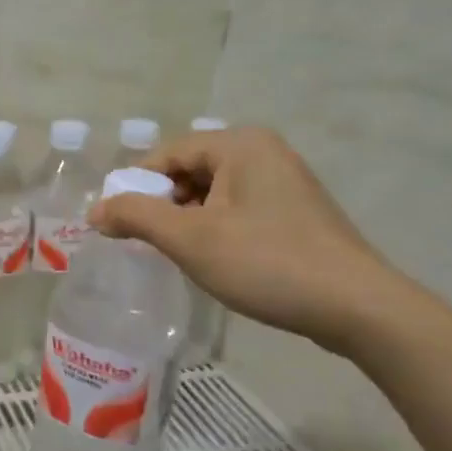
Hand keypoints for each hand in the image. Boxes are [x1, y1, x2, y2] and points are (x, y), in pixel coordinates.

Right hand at [90, 126, 400, 354]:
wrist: (356, 306)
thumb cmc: (266, 262)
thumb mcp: (191, 239)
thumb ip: (137, 217)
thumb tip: (95, 210)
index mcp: (239, 144)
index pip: (167, 154)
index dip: (136, 187)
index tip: (120, 226)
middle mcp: (264, 151)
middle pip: (191, 170)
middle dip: (164, 205)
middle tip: (149, 244)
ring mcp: (285, 180)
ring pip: (215, 192)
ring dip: (189, 220)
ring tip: (181, 256)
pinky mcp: (297, 211)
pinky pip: (240, 208)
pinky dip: (218, 228)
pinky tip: (217, 260)